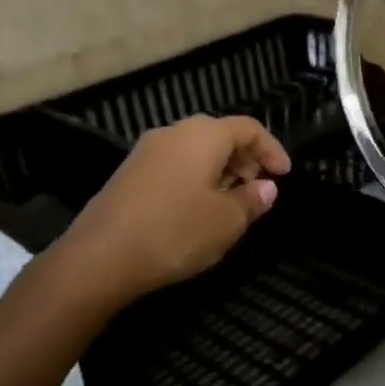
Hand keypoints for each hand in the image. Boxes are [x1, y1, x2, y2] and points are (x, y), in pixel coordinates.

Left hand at [57, 114, 290, 302]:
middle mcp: (173, 133)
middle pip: (219, 135)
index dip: (272, 149)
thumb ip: (252, 200)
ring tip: (231, 201)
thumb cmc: (175, 232)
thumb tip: (266, 187)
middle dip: (245, 158)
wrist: (99, 257)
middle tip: (259, 187)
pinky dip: (195, 178)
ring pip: (195, 150)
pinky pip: (174, 165)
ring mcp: (146, 152)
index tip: (285, 175)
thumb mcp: (227, 221)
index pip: (248, 128)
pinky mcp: (128, 173)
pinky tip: (197, 209)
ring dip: (220, 170)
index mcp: (203, 135)